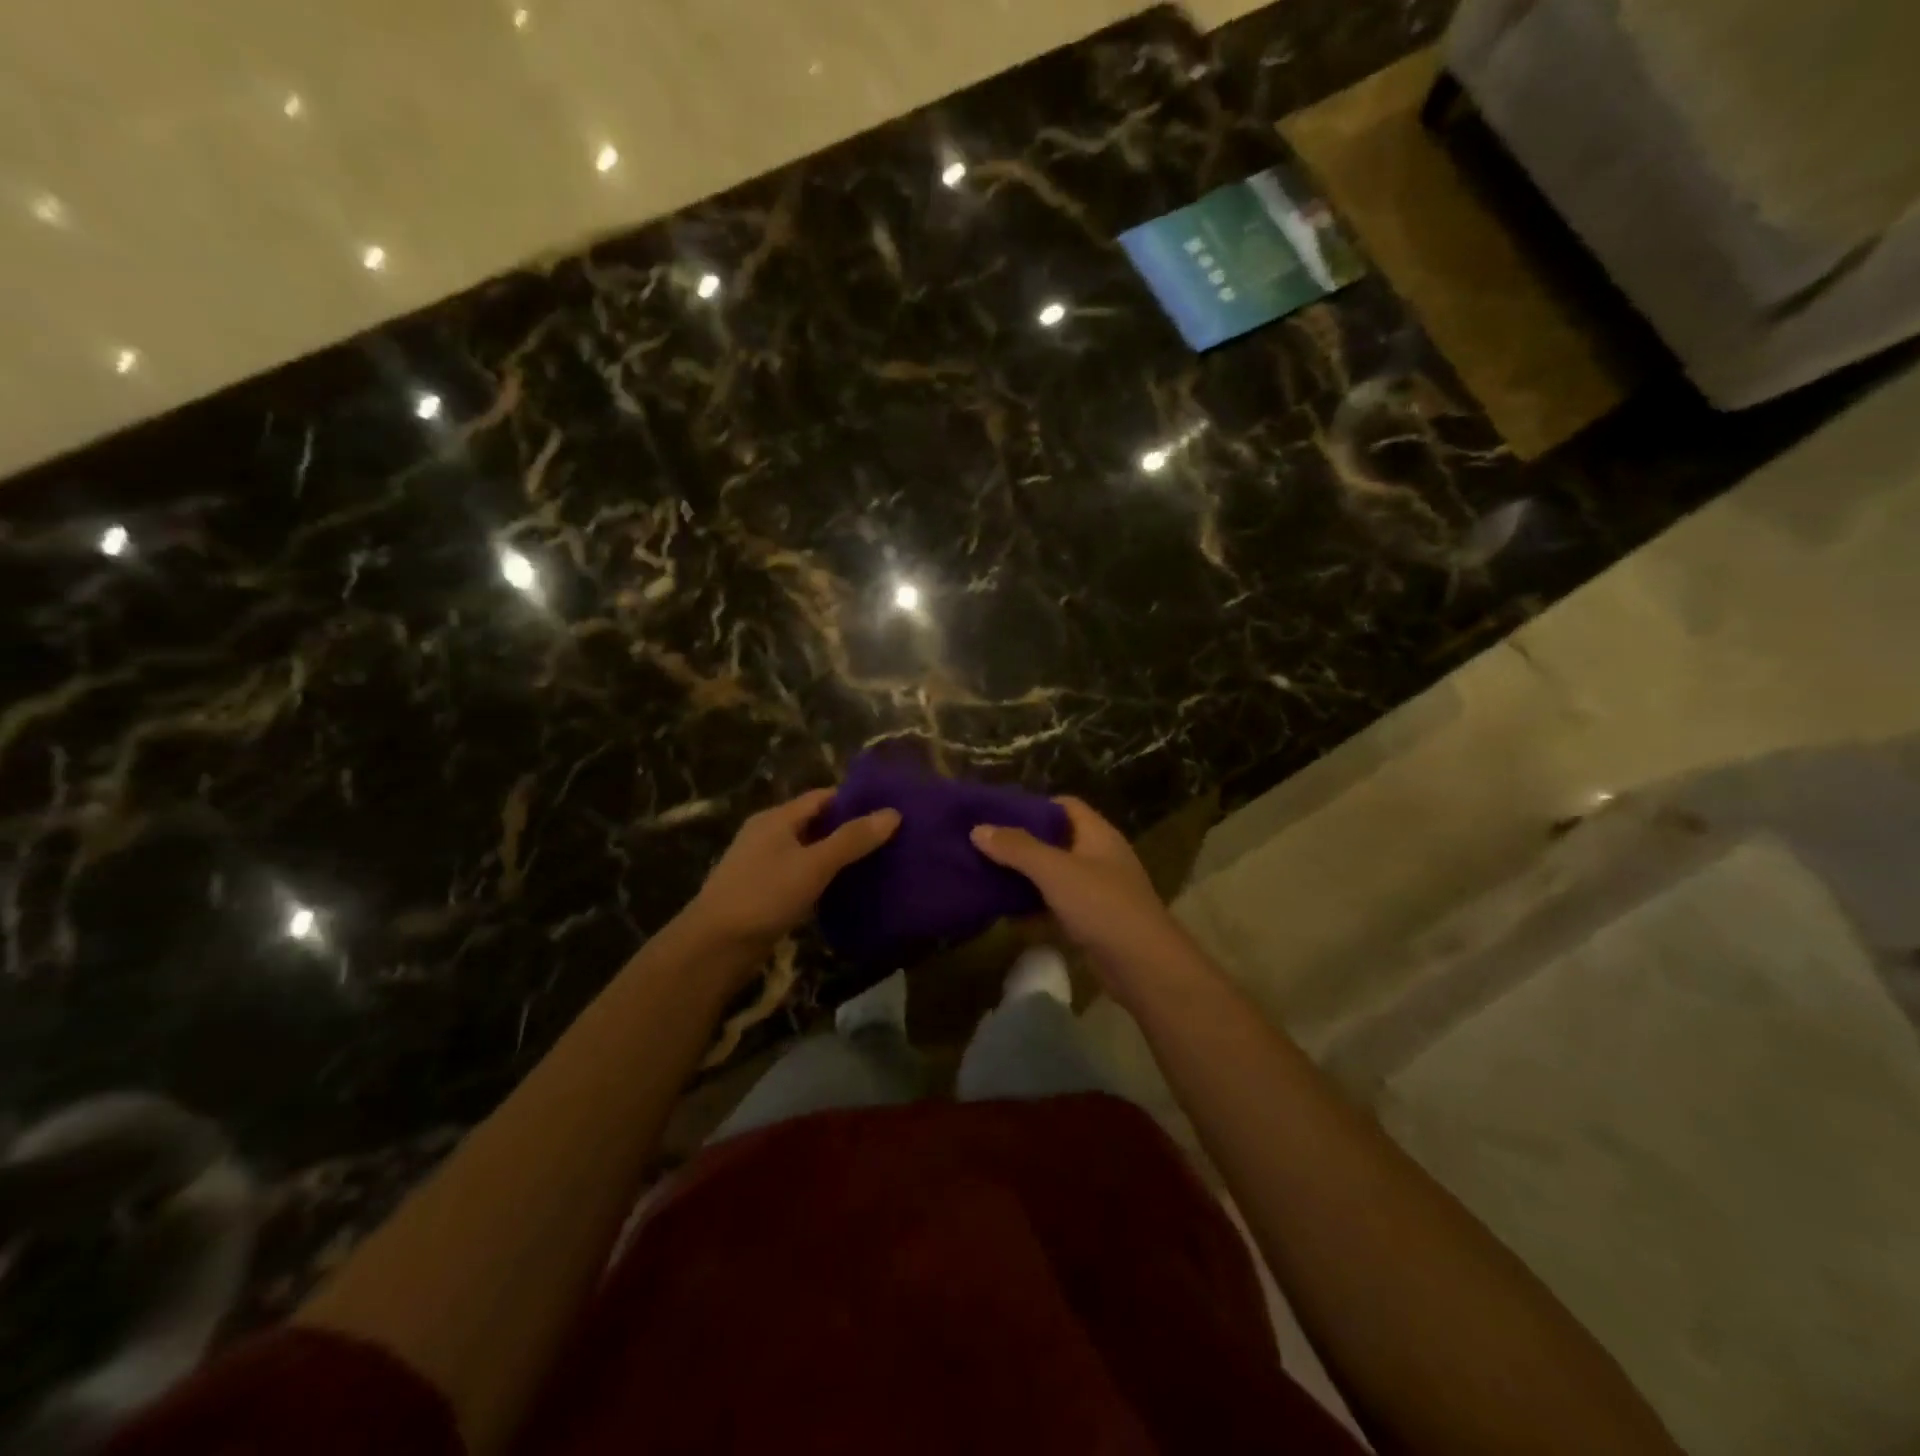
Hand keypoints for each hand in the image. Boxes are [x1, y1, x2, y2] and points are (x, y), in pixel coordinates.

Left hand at [684, 788, 898, 960]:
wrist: (714, 947)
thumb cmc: (764, 896)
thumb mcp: (814, 864)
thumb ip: (852, 839)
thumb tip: (892, 813)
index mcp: (776, 818)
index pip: (823, 797)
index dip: (855, 800)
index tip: (889, 809)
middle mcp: (768, 835)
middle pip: (816, 823)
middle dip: (849, 829)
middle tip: (890, 838)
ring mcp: (763, 864)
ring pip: (808, 851)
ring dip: (837, 856)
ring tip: (877, 863)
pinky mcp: (763, 892)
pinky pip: (800, 875)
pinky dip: (822, 878)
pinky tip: (845, 890)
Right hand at [971, 798, 1190, 997]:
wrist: (1143, 965)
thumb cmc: (1101, 905)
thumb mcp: (1055, 871)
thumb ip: (1017, 848)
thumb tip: (978, 829)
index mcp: (1098, 834)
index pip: (1065, 806)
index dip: (1034, 805)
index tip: (999, 813)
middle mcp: (1100, 857)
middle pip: (1057, 840)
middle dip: (1022, 843)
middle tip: (985, 845)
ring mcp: (1098, 891)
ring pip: (1055, 875)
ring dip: (1026, 876)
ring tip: (987, 875)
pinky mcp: (1093, 921)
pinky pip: (1057, 905)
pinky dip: (1034, 907)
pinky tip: (1005, 913)